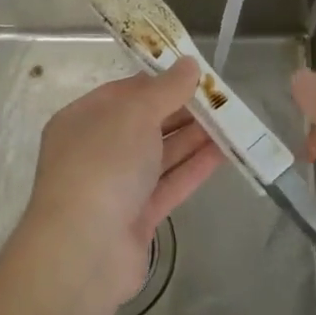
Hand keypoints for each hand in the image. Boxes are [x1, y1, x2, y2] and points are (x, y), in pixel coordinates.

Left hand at [20, 60, 221, 314]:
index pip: (125, 92)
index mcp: (83, 119)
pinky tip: (225, 153)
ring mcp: (116, 187)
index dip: (161, 81)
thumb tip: (189, 64)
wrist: (84, 251)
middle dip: (183, 111)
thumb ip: (166, 89)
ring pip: (160, 154)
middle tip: (222, 100)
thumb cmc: (103, 164)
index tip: (196, 75)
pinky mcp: (136, 218)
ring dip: (194, 138)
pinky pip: (169, 184)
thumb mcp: (135, 114)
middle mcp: (96, 150)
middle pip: (145, 123)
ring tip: (232, 122)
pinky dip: (194, 168)